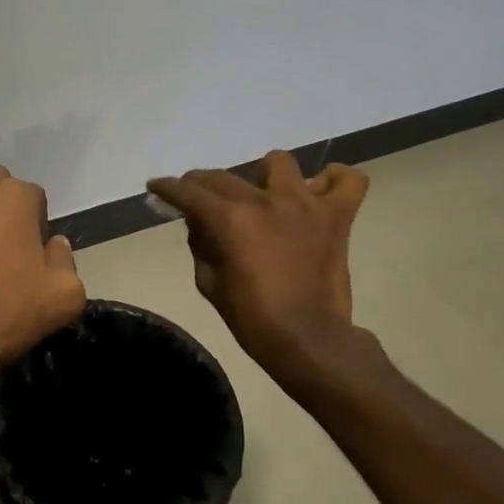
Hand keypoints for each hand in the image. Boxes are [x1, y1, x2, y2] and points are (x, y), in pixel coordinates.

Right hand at [148, 154, 369, 384]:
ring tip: (263, 196)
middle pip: (223, 177)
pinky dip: (332, 182)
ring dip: (264, 176)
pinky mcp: (336, 216)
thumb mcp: (209, 283)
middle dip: (201, 184)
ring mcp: (305, 204)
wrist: (308, 340)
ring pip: (279, 164)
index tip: (157, 187)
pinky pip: (346, 181)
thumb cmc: (252, 318)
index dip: (167, 188)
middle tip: (198, 198)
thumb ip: (201, 245)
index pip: (188, 192)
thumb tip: (200, 222)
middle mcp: (265, 201)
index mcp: (230, 220)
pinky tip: (317, 194)